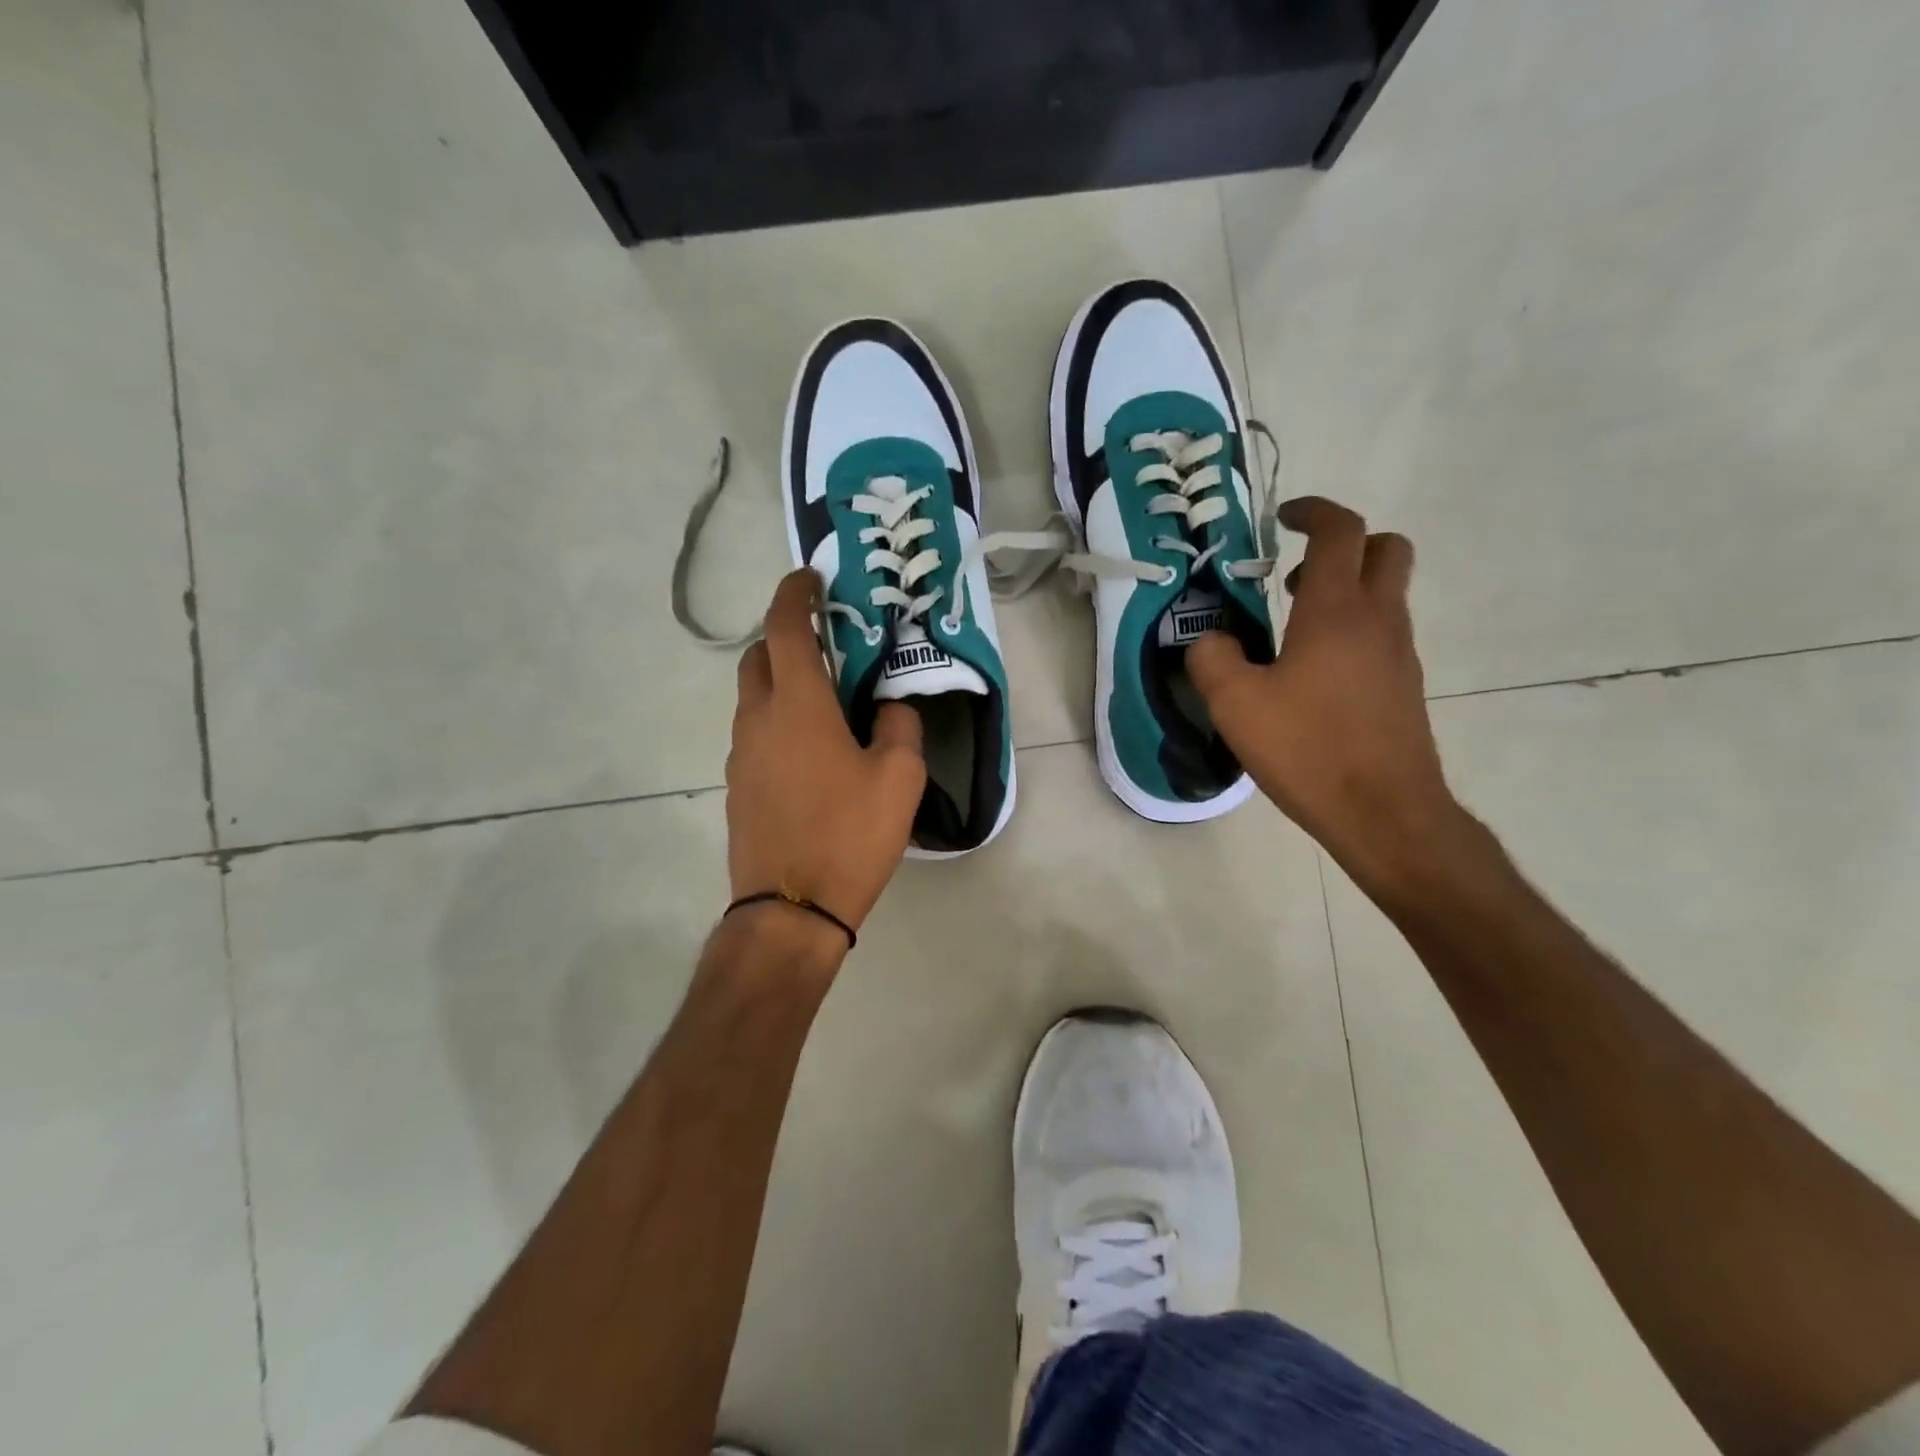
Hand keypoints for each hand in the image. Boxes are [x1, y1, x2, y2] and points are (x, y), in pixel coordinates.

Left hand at [726, 569, 926, 941]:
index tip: (809, 578)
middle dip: (784, 638)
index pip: (784, 628)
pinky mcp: (737, 787)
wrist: (790, 909)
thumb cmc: (849, 834)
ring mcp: (740, 755)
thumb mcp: (899, 777)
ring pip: (752, 698)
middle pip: (757, 657)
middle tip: (825, 644)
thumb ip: (899, 725)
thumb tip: (890, 705)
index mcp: (798, 705)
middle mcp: (758, 719)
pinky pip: (754, 735)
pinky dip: (776, 722)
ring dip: (780, 683)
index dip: (795, 595)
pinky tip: (810, 752)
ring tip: (824, 702)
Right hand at [1187, 497, 1462, 892]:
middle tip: (1294, 575)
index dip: (1313, 511)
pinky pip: (1383, 634)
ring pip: (1386, 593)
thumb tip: (1209, 641)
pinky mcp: (1404, 686)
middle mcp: (1377, 620)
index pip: (1340, 531)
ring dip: (1346, 591)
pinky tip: (1313, 676)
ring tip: (1291, 631)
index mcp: (1336, 611)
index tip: (1282, 517)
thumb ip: (1212, 660)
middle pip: (1385, 549)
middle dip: (1344, 545)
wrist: (1384, 812)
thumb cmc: (1308, 749)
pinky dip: (1352, 631)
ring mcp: (1398, 653)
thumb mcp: (1235, 705)